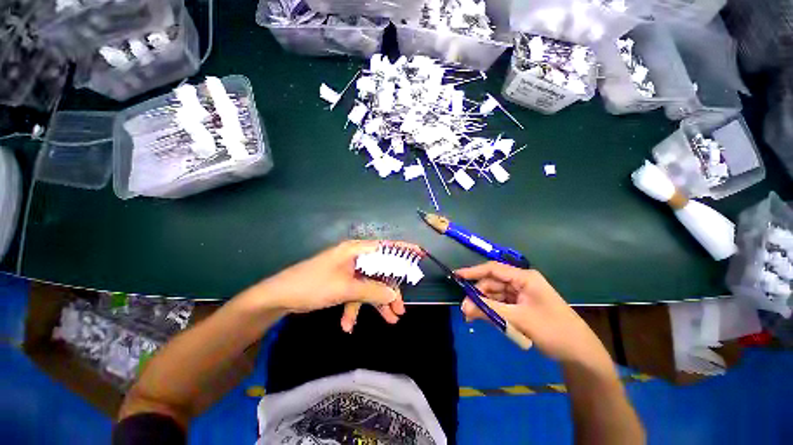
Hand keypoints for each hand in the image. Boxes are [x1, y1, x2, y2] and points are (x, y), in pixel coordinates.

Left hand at [255, 240, 414, 332]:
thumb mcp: (345, 288)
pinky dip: (355, 308)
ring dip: (376, 303)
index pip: (385, 247)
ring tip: (389, 321)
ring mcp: (348, 271)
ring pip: (369, 285)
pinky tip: (348, 325)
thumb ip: (372, 290)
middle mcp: (354, 258)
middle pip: (380, 271)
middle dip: (389, 291)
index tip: (419, 255)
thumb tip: (394, 294)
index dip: (403, 250)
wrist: (280, 297)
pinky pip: (356, 293)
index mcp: (356, 250)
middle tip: (400, 310)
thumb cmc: (313, 285)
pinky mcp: (342, 282)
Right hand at [456, 262, 609, 364]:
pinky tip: (484, 319)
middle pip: (492, 283)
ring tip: (472, 318)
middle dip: (478, 295)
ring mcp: (521, 294)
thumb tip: (463, 307)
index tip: (456, 276)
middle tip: (465, 310)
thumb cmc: (553, 330)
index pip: (493, 269)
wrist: (579, 352)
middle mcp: (521, 282)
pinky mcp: (520, 305)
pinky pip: (500, 304)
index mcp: (524, 278)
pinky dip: (491, 311)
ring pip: (494, 295)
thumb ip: (489, 311)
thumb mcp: (518, 319)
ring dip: (483, 305)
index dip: (473, 271)